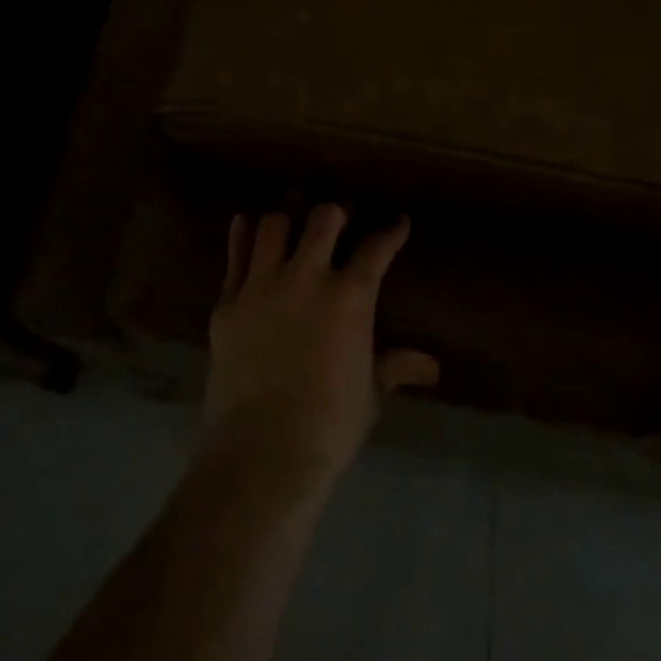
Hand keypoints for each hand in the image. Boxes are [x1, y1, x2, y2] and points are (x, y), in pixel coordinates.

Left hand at [200, 205, 438, 501]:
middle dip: (336, 211)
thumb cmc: (328, 425)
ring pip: (274, 225)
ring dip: (287, 215)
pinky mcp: (228, 302)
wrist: (262, 450)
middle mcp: (307, 278)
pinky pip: (236, 255)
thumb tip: (431, 367)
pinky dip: (243, 235)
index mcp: (350, 298)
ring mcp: (262, 286)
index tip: (396, 220)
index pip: (376, 249)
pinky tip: (246, 222)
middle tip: (340, 213)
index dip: (390, 231)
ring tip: (293, 213)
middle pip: (323, 220)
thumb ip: (394, 367)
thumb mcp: (369, 394)